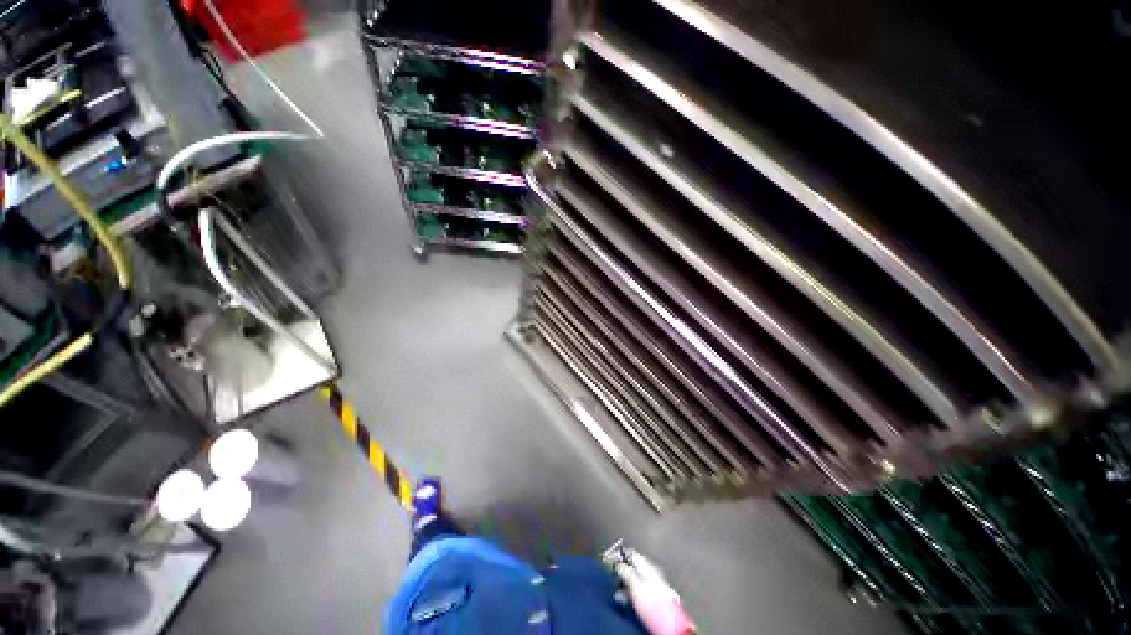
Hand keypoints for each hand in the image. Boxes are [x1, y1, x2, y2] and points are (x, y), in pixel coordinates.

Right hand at [609, 547, 695, 634]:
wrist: (668, 620)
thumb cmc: (652, 600)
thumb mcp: (636, 584)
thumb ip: (626, 571)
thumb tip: (618, 563)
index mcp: (647, 565)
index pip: (631, 553)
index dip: (620, 554)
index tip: (609, 559)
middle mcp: (651, 571)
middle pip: (633, 565)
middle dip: (621, 570)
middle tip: (612, 576)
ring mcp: (652, 584)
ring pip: (634, 578)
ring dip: (624, 582)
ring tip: (616, 590)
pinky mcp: (652, 596)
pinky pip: (637, 588)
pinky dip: (629, 591)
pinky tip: (625, 598)